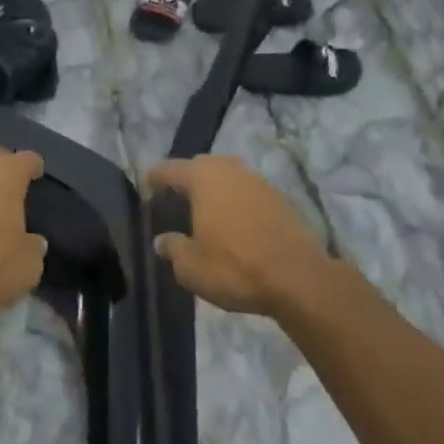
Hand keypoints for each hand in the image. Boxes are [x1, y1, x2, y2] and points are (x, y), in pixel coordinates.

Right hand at [146, 156, 331, 316]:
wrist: (298, 277)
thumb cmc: (236, 267)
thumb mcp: (191, 267)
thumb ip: (173, 249)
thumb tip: (162, 240)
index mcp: (203, 177)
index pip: (168, 169)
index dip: (154, 179)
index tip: (145, 191)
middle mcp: (230, 169)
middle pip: (200, 166)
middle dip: (186, 180)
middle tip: (175, 202)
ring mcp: (258, 181)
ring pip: (228, 177)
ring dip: (215, 191)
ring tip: (205, 214)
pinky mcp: (280, 198)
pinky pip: (249, 193)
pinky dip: (237, 203)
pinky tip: (236, 226)